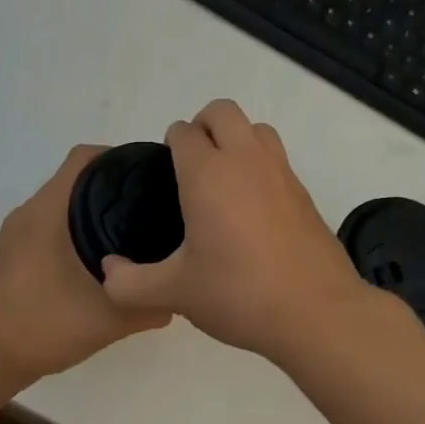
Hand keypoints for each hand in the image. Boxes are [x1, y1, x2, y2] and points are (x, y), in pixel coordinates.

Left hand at [0, 145, 172, 391]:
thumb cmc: (43, 328)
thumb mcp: (107, 319)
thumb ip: (147, 305)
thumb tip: (178, 297)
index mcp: (47, 213)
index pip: (83, 158)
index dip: (119, 156)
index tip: (151, 173)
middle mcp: (29, 212)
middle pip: (76, 175)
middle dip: (114, 181)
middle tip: (153, 202)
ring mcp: (18, 231)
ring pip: (64, 199)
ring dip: (95, 204)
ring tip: (135, 225)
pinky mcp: (16, 250)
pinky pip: (52, 220)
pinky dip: (78, 223)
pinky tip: (104, 252)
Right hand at [100, 99, 378, 361]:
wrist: (316, 312)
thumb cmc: (239, 293)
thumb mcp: (175, 293)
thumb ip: (130, 282)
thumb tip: (108, 270)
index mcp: (208, 174)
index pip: (183, 132)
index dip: (170, 146)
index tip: (166, 176)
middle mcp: (245, 160)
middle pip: (222, 111)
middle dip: (202, 126)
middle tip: (191, 167)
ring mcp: (280, 172)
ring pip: (255, 128)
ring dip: (236, 138)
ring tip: (223, 181)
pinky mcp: (304, 192)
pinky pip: (276, 158)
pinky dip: (260, 165)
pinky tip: (252, 209)